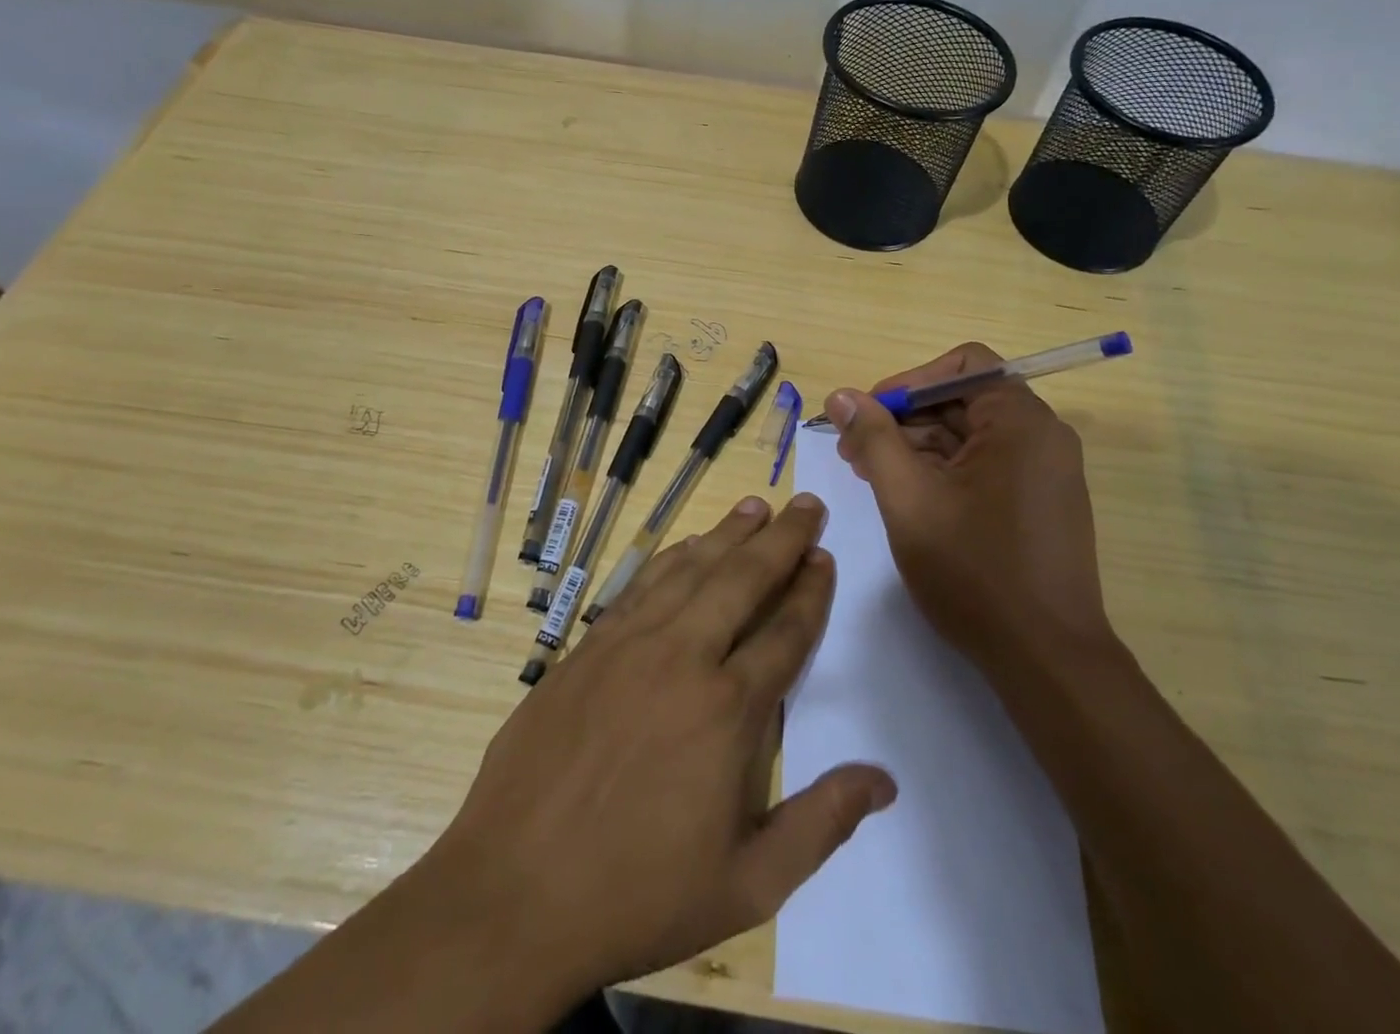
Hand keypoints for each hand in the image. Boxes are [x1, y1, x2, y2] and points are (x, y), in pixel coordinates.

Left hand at [430, 494, 897, 1008]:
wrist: (515, 891)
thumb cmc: (639, 895)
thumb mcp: (748, 886)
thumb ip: (820, 825)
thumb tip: (883, 779)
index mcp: (727, 710)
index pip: (786, 631)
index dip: (811, 590)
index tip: (825, 557)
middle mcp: (683, 658)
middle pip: (744, 580)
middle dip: (782, 539)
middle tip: (806, 504)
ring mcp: (630, 644)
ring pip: (692, 570)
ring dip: (729, 534)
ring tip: (756, 506)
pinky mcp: (588, 646)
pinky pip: (641, 585)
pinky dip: (672, 557)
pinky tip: (688, 544)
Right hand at [824, 342, 1112, 669]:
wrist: (1046, 660)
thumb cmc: (974, 571)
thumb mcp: (908, 498)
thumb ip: (873, 438)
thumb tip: (842, 395)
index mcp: (1019, 422)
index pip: (961, 365)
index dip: (907, 382)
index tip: (867, 415)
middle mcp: (1041, 436)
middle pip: (962, 400)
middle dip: (903, 419)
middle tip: (853, 452)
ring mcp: (1045, 471)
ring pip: (970, 436)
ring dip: (917, 447)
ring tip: (871, 477)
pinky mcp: (1040, 502)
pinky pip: (985, 465)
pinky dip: (943, 471)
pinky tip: (908, 497)